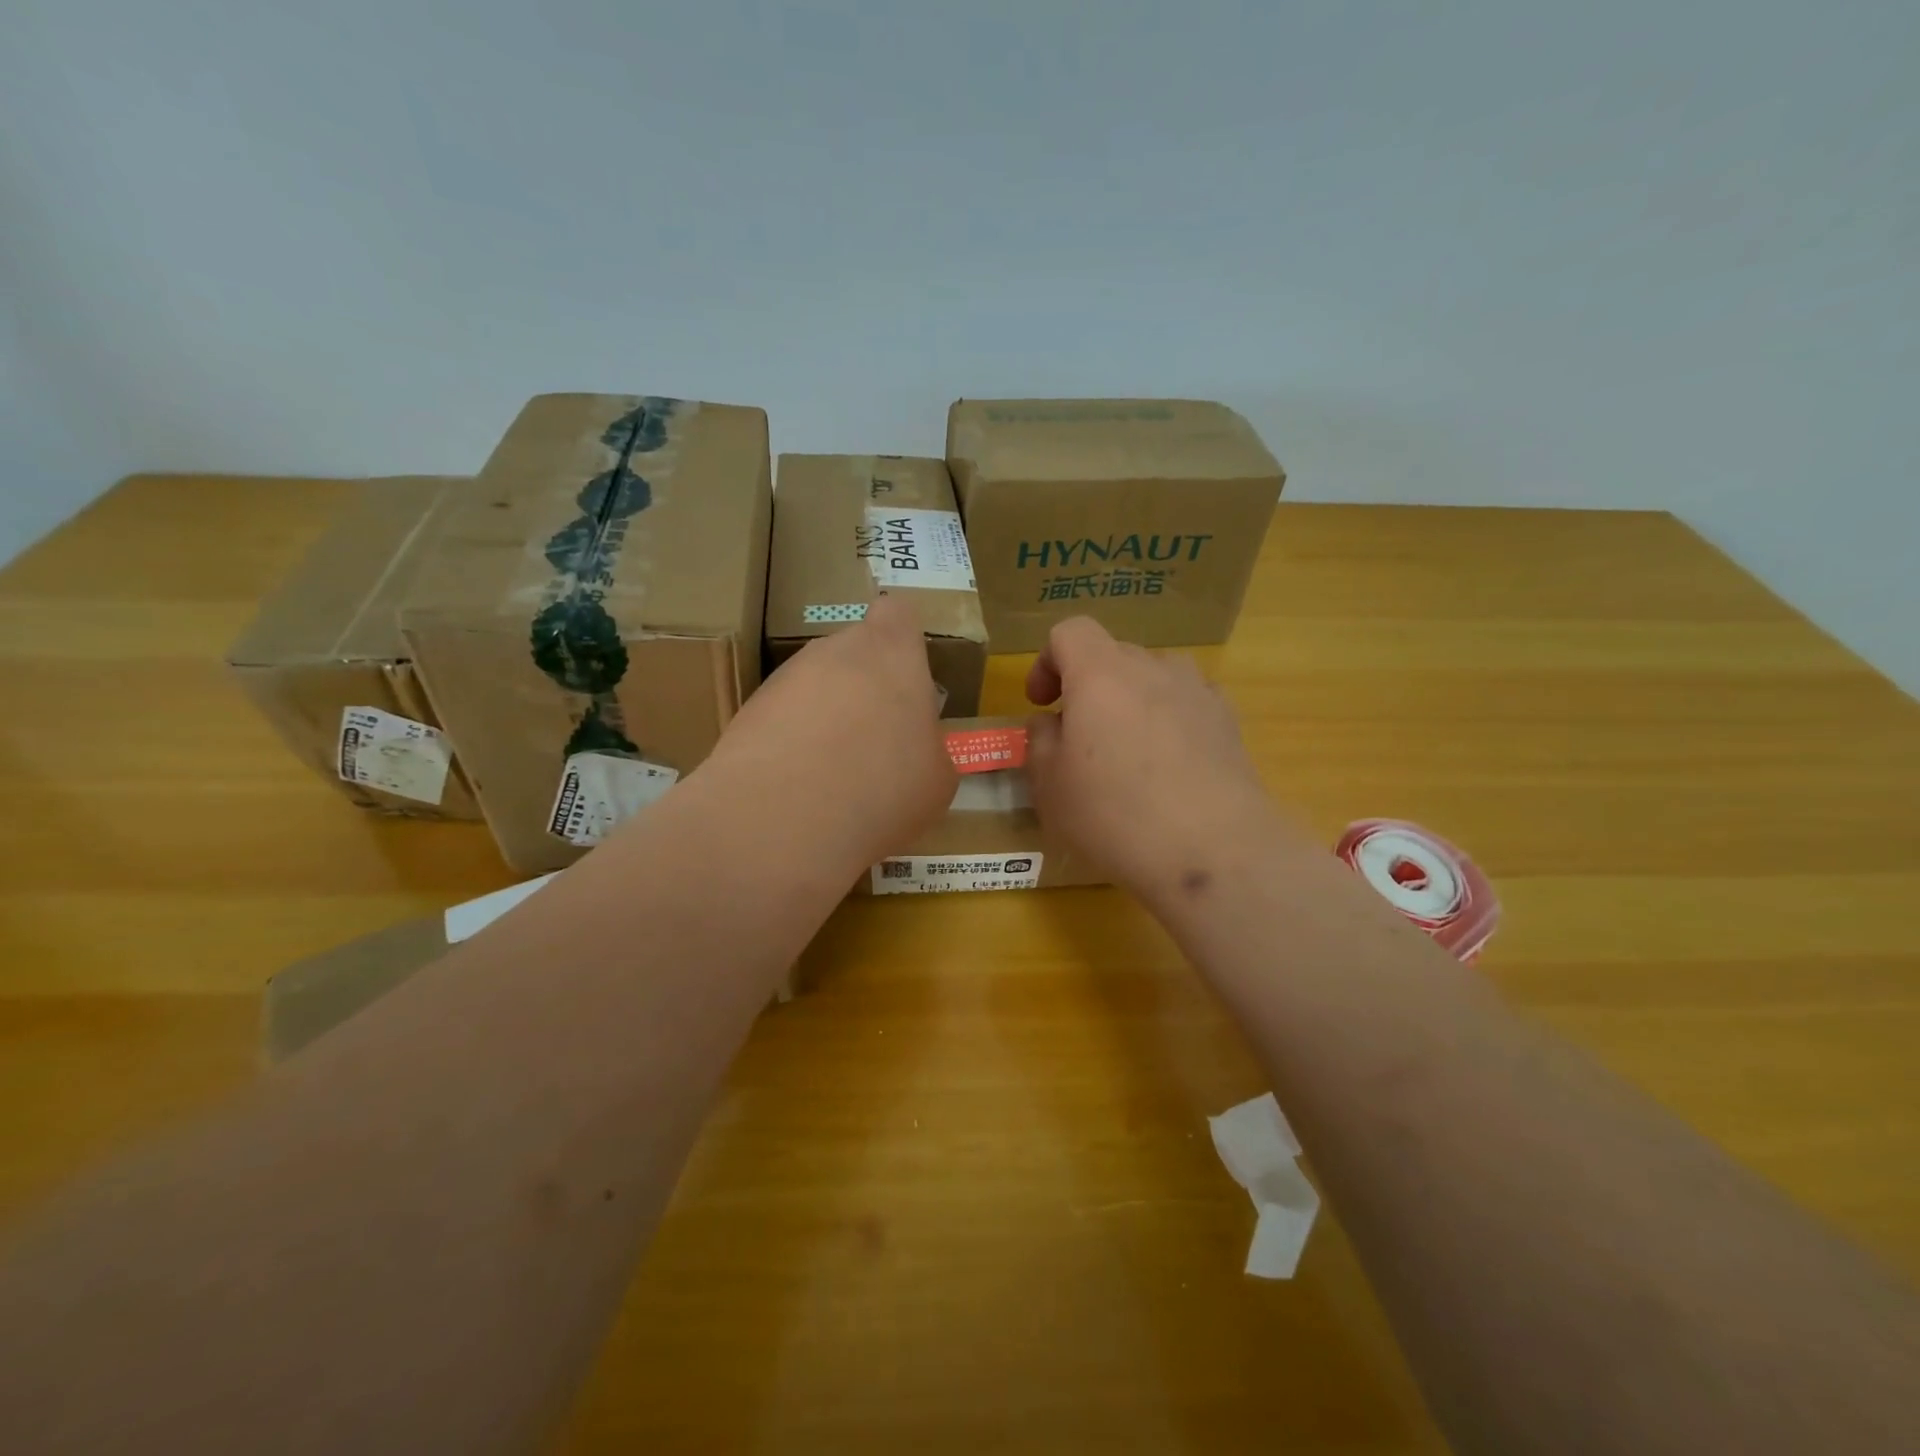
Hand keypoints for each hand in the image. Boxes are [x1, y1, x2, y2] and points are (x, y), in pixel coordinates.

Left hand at [707, 594, 955, 866]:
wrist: (782, 817)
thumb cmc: (883, 788)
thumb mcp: (936, 780)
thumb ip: (927, 747)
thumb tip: (914, 751)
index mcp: (892, 653)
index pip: (898, 613)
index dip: (903, 639)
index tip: (907, 678)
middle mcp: (835, 651)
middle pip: (853, 652)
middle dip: (864, 687)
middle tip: (876, 741)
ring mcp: (785, 677)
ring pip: (815, 685)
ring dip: (826, 717)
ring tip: (832, 774)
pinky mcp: (748, 710)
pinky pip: (781, 717)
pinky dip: (792, 742)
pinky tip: (797, 787)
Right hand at [1026, 617, 1291, 907]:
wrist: (1213, 851)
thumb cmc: (1115, 815)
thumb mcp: (1050, 786)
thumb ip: (1040, 741)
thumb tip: (1051, 723)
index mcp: (1100, 675)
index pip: (1070, 632)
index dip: (1047, 661)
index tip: (1041, 703)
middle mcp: (1151, 668)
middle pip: (1112, 653)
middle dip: (1088, 685)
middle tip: (1078, 736)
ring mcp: (1197, 691)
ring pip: (1154, 676)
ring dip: (1132, 698)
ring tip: (1128, 746)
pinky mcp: (1229, 721)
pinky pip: (1188, 702)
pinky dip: (1171, 718)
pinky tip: (1171, 764)